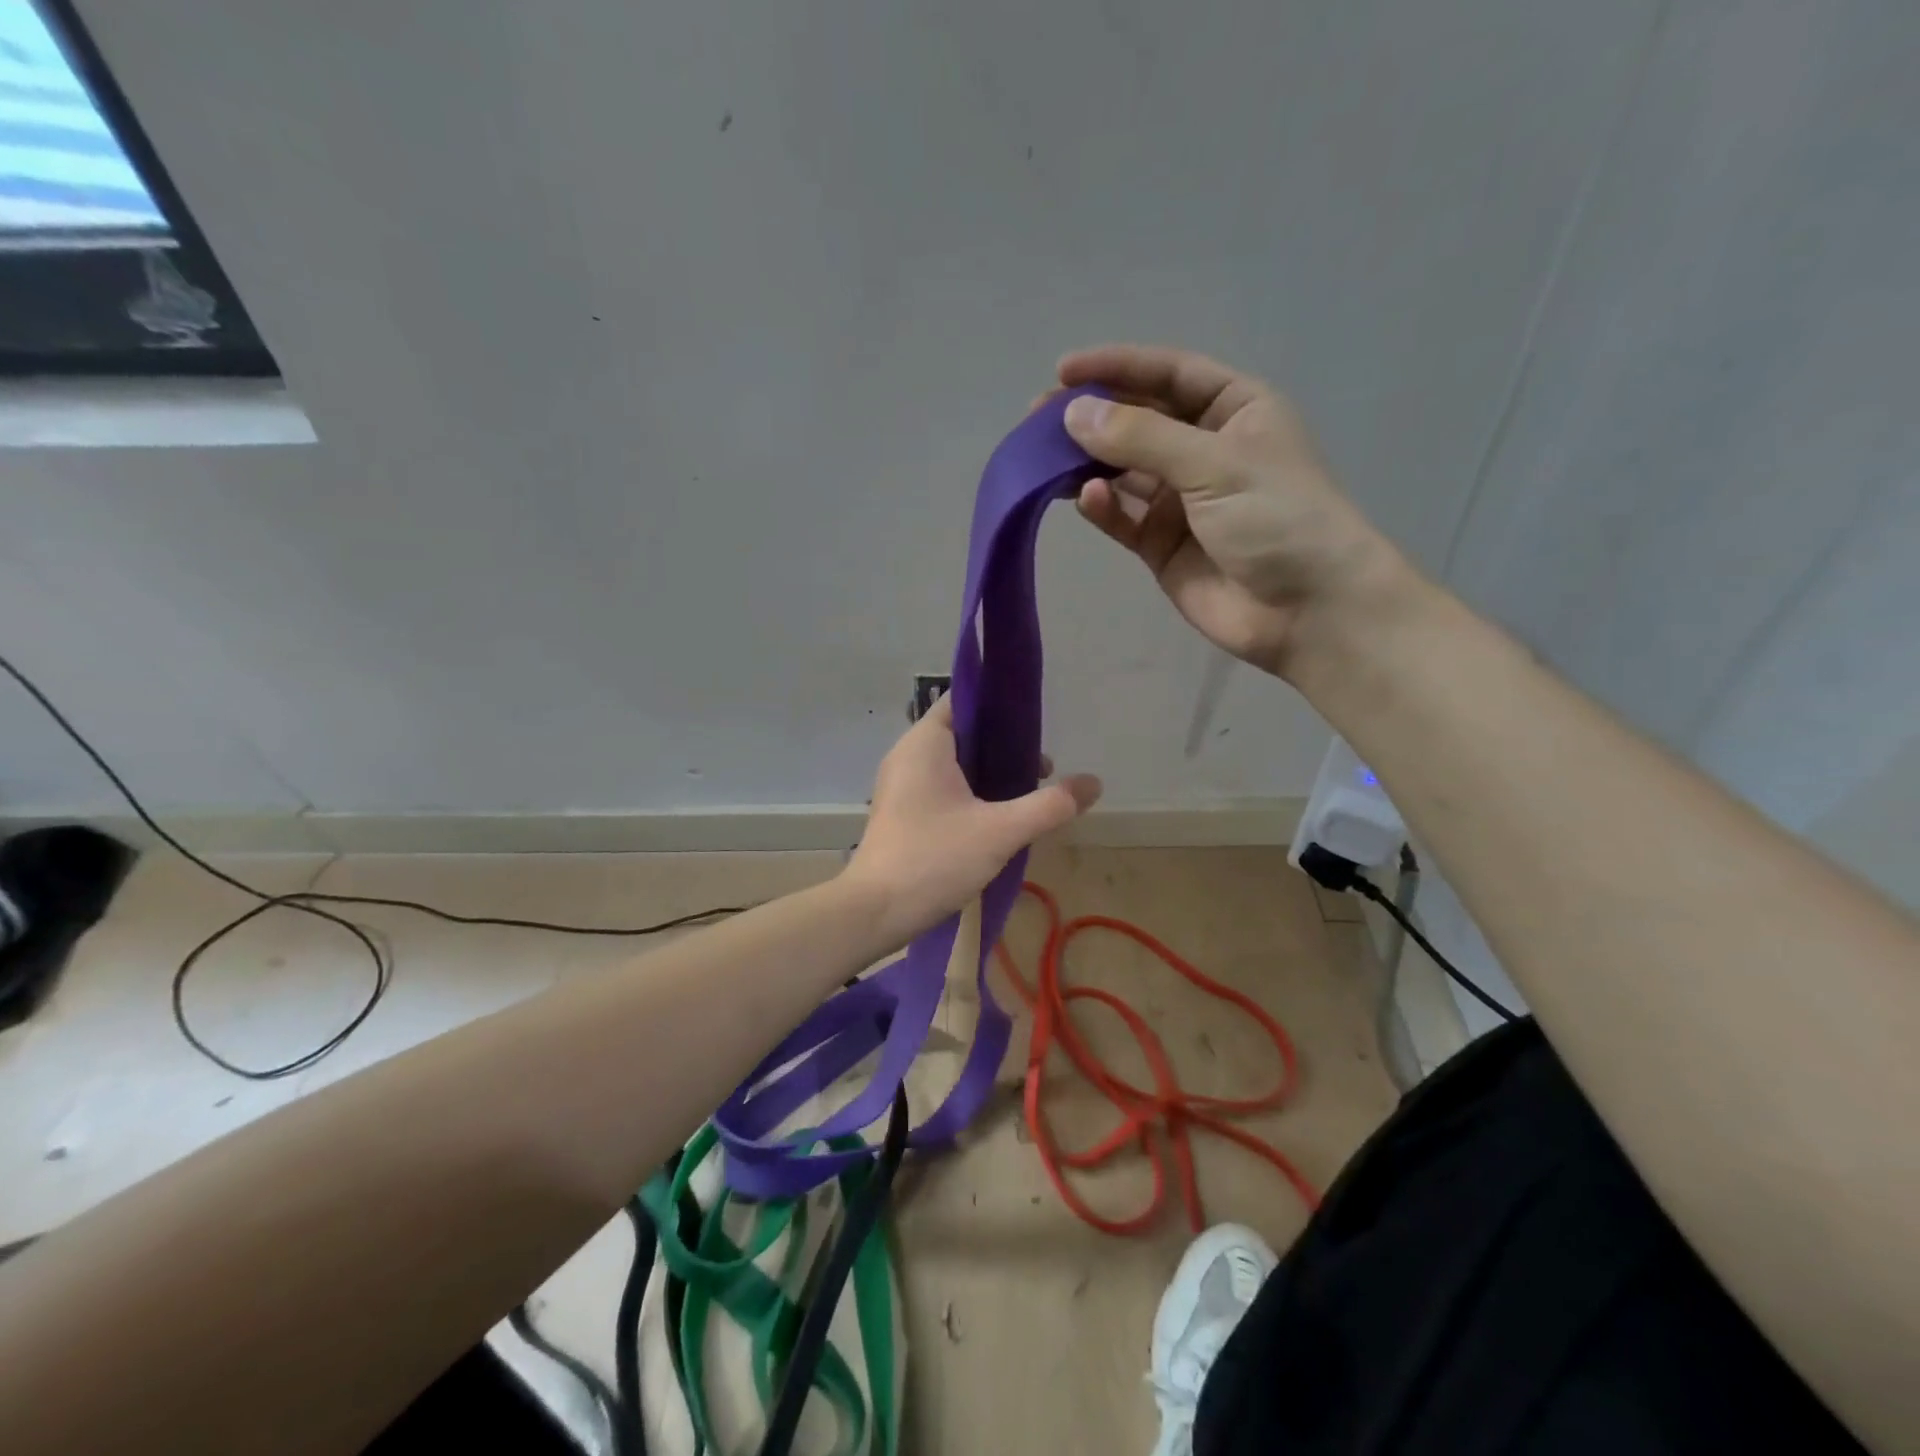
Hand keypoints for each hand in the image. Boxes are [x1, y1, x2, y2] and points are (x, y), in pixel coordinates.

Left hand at [844, 697, 1099, 943]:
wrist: (875, 912)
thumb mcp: (1001, 832)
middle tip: (1041, 767)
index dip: (999, 704)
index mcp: (925, 743)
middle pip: (963, 733)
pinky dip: (970, 793)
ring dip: (989, 773)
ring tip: (1027, 795)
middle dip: (1003, 746)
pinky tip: (997, 819)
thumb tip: (1094, 783)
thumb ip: (1049, 805)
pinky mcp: (902, 812)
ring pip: (953, 764)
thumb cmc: (934, 859)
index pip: (963, 700)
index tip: (1035, 722)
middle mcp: (908, 755)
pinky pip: (941, 787)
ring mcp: (901, 785)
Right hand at [1058, 344, 1405, 677]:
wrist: (1307, 610)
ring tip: (1043, 458)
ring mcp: (1181, 500)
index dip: (1117, 368)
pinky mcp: (1162, 545)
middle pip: (1138, 421)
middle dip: (1092, 417)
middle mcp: (1204, 449)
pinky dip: (1102, 507)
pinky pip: (1123, 517)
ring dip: (1087, 462)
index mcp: (1234, 411)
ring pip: (1123, 471)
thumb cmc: (1277, 517)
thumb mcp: (1214, 464)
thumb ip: (1141, 438)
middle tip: (1038, 418)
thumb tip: (1073, 413)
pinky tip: (1086, 498)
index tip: (1064, 371)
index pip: (1168, 375)